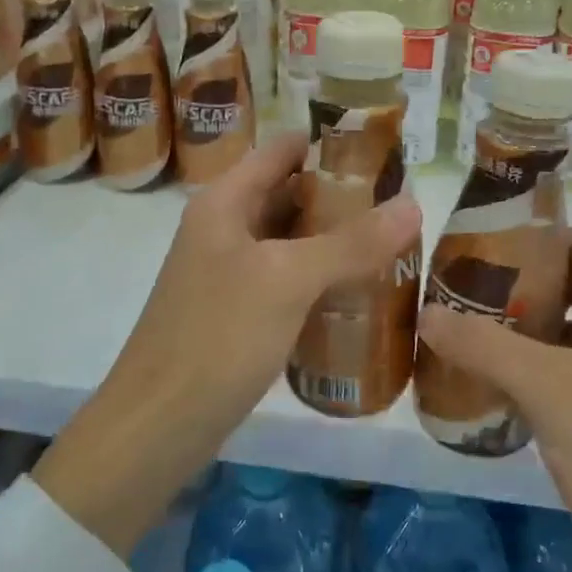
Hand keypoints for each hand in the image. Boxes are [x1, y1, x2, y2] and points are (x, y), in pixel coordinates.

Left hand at [35, 132, 420, 556]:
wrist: (157, 427)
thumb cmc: (217, 337)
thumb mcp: (287, 281)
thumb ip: (351, 242)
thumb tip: (414, 203)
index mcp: (225, 202)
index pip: (282, 150)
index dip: (330, 145)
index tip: (386, 154)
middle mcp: (225, 227)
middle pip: (290, 193)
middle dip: (343, 196)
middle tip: (402, 204)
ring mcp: (230, 272)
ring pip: (291, 240)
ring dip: (336, 238)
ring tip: (394, 242)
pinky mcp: (239, 312)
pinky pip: (288, 279)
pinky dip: (322, 277)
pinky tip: (362, 291)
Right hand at [416, 228, 571, 571]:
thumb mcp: (552, 393)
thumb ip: (487, 347)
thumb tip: (428, 311)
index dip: (541, 235)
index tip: (486, 248)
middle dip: (520, 289)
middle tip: (462, 300)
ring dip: (525, 338)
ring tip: (470, 348)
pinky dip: (539, 381)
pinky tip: (504, 405)